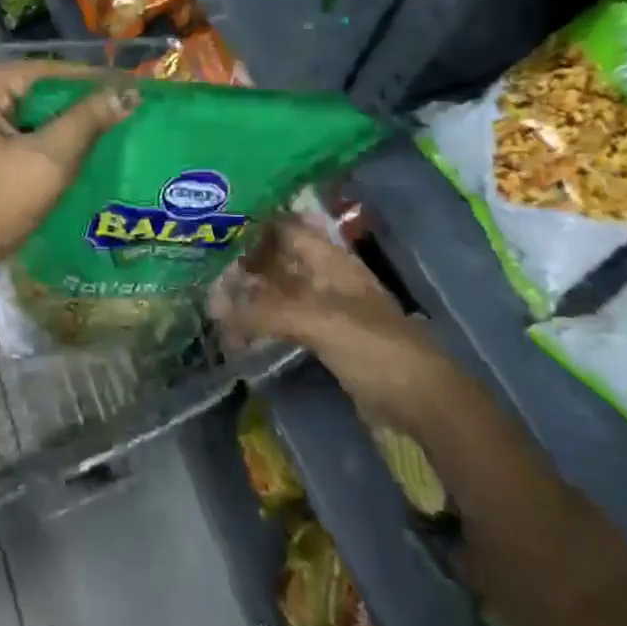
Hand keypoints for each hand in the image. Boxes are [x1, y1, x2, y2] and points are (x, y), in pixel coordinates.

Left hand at [0, 62, 135, 299]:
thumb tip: (126, 93)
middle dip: (77, 106)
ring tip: (110, 133)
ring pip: (23, 114)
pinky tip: (74, 154)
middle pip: (32, 90)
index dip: (92, 80)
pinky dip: (39, 142)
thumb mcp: (44, 164)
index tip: (135, 90)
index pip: (44, 71)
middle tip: (127, 114)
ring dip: (61, 126)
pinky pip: (10, 133)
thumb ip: (85, 123)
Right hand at [214, 216, 461, 432]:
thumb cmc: (374, 347)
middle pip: (281, 260)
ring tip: (212, 296)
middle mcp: (327, 278)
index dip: (255, 224)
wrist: (421, 402)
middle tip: (204, 264)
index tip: (216, 226)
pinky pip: (285, 321)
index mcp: (331, 262)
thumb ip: (264, 312)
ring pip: (281, 291)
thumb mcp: (317, 321)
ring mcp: (327, 310)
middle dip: (246, 261)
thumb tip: (213, 306)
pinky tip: (238, 327)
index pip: (287, 228)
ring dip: (251, 293)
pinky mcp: (326, 339)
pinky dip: (262, 321)